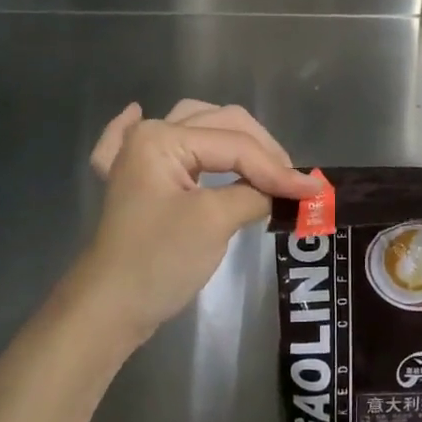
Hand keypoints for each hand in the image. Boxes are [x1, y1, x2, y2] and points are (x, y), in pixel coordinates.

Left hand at [67, 100, 318, 352]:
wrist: (107, 310)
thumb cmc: (160, 261)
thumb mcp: (214, 222)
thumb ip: (255, 194)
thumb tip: (291, 189)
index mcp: (162, 138)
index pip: (235, 145)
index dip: (276, 168)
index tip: (313, 190)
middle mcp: (148, 136)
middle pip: (220, 124)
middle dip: (261, 150)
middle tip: (292, 181)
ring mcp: (135, 158)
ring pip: (192, 127)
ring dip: (228, 137)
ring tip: (260, 159)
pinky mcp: (134, 183)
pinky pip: (131, 141)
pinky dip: (134, 126)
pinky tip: (137, 112)